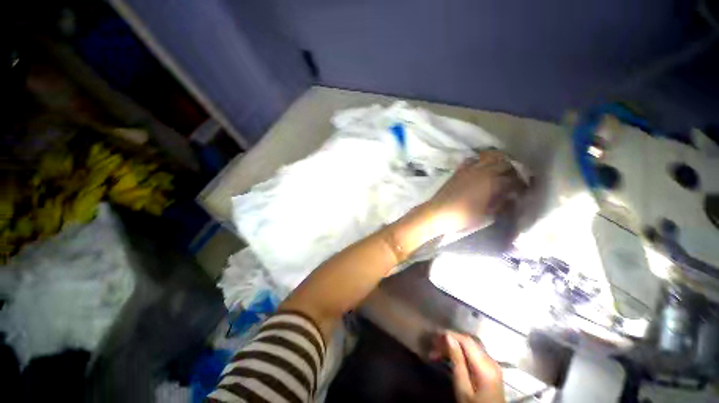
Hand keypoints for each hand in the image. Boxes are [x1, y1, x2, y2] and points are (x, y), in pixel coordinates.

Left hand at [425, 151, 525, 236]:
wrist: (438, 212)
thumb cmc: (463, 216)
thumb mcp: (486, 214)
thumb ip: (500, 203)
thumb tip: (510, 197)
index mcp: (492, 183)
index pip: (513, 179)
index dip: (520, 184)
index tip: (523, 189)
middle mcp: (483, 171)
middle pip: (504, 163)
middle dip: (513, 170)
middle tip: (515, 178)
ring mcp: (469, 169)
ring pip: (489, 157)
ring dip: (498, 160)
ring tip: (501, 169)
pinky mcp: (459, 170)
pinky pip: (473, 159)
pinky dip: (480, 160)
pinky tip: (482, 167)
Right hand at [439, 332, 504, 402]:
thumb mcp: (462, 388)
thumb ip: (457, 361)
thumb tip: (449, 337)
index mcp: (485, 365)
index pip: (466, 340)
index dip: (451, 334)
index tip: (435, 336)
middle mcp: (491, 360)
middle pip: (469, 341)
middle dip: (451, 340)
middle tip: (434, 346)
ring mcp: (493, 364)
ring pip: (471, 346)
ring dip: (455, 346)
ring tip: (440, 352)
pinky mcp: (491, 369)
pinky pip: (475, 353)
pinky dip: (462, 352)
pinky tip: (453, 357)